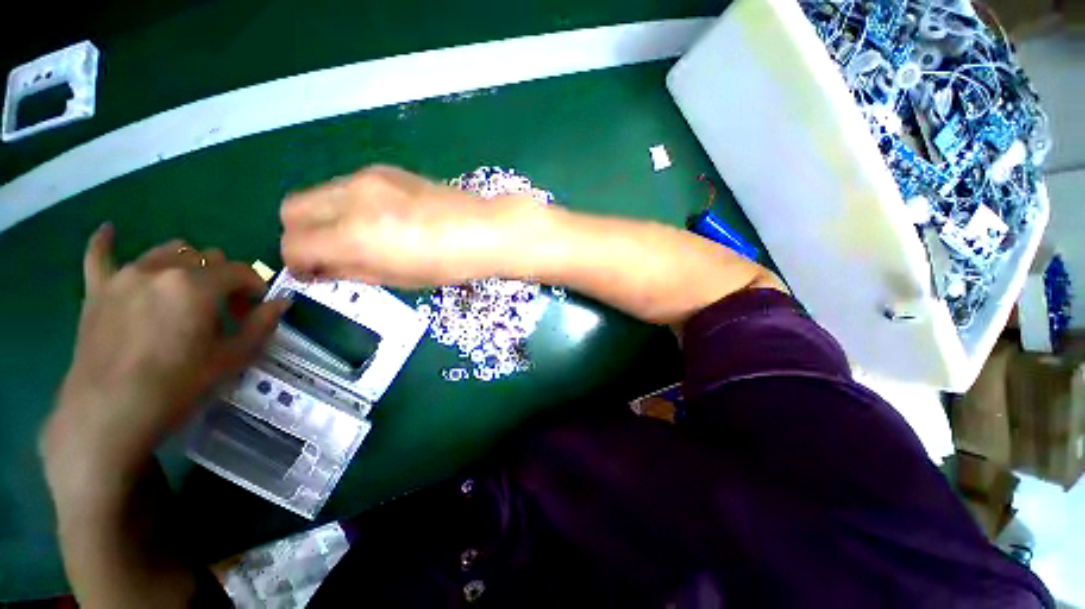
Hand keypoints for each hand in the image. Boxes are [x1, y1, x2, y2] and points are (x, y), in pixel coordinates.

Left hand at [42, 225, 287, 485]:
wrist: (109, 413)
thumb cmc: (177, 386)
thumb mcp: (231, 358)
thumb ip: (260, 324)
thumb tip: (282, 302)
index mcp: (197, 285)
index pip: (240, 271)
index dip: (255, 287)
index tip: (255, 309)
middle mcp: (161, 269)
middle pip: (204, 257)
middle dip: (223, 277)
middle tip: (223, 308)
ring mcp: (125, 276)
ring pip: (166, 251)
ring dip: (186, 264)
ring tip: (187, 292)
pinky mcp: (97, 290)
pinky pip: (99, 254)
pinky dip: (106, 242)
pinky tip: (110, 230)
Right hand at [280, 165, 537, 285]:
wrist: (485, 230)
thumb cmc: (448, 265)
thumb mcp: (398, 279)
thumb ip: (351, 271)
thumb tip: (320, 268)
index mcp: (355, 235)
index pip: (293, 243)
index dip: (297, 263)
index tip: (314, 273)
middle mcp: (351, 199)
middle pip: (291, 209)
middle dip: (300, 235)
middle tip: (328, 254)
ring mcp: (367, 178)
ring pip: (316, 193)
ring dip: (322, 217)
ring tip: (355, 238)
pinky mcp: (384, 170)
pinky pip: (344, 186)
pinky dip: (344, 204)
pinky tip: (376, 219)